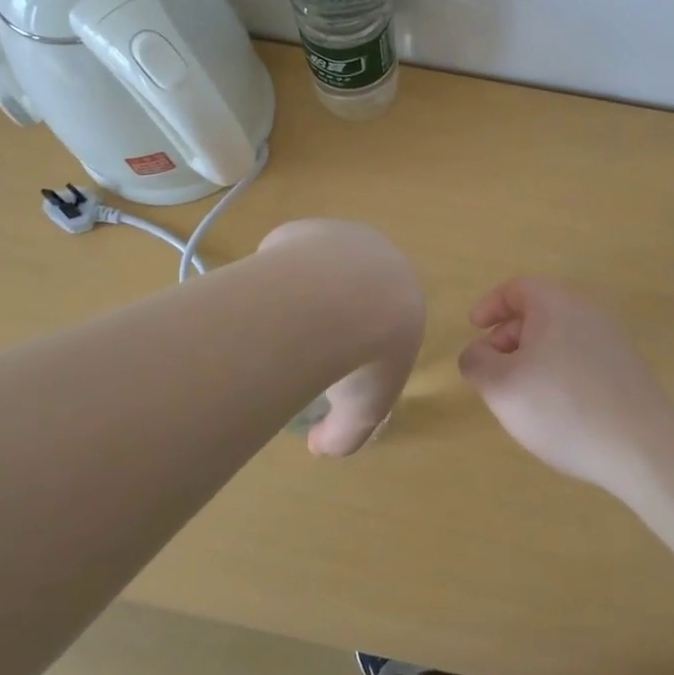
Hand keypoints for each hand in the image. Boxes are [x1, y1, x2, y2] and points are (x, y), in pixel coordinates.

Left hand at [259, 219, 425, 457]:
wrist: (340, 300)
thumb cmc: (365, 356)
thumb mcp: (363, 412)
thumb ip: (346, 434)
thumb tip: (319, 445)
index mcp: (406, 300)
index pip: (385, 321)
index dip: (361, 346)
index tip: (336, 367)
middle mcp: (380, 261)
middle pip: (353, 288)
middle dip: (331, 314)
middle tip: (304, 346)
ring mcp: (341, 238)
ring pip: (319, 268)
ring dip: (303, 292)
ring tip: (279, 325)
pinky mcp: (306, 229)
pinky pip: (288, 256)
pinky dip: (279, 277)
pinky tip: (267, 299)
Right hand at [458, 278, 673, 494]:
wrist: (643, 448)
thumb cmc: (563, 407)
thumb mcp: (501, 386)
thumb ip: (477, 362)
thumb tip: (478, 353)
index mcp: (556, 302)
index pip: (516, 288)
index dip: (490, 305)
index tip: (474, 329)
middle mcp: (587, 311)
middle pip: (538, 312)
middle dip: (508, 338)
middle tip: (493, 371)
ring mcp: (612, 339)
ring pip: (559, 337)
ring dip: (533, 359)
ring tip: (522, 397)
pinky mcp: (627, 369)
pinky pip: (581, 358)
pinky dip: (559, 373)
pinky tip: (557, 411)